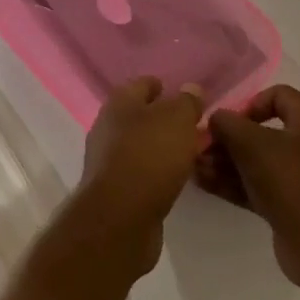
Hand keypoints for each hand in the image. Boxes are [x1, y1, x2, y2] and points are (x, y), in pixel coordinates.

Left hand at [76, 77, 207, 275]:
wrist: (121, 215)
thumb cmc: (149, 156)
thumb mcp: (177, 121)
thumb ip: (186, 102)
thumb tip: (190, 88)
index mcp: (119, 102)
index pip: (142, 84)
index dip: (161, 86)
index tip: (184, 94)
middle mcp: (107, 126)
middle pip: (138, 115)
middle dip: (162, 118)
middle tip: (192, 126)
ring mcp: (107, 158)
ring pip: (139, 144)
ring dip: (160, 146)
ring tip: (188, 152)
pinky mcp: (114, 188)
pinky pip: (139, 170)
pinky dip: (156, 170)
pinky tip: (174, 178)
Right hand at [196, 84, 299, 291]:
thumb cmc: (289, 180)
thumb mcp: (250, 142)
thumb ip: (227, 123)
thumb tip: (216, 119)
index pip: (280, 95)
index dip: (249, 103)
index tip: (229, 122)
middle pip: (265, 132)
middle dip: (229, 140)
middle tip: (203, 148)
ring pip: (260, 162)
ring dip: (227, 163)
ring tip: (197, 168)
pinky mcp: (297, 206)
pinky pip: (262, 186)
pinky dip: (237, 183)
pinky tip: (206, 184)